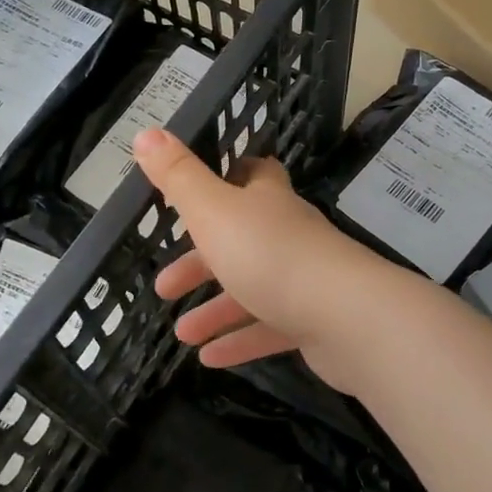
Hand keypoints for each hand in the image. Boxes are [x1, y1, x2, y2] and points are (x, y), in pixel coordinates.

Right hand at [132, 127, 394, 384]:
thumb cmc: (270, 254)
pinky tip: (210, 358)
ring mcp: (306, 279)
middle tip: (164, 286)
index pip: (255, 176)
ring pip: (254, 289)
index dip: (230, 177)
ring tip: (182, 333)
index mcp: (268, 202)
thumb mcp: (213, 210)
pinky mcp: (315, 322)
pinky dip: (240, 341)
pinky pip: (270, 329)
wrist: (344, 316)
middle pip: (242, 241)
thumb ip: (179, 176)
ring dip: (216, 310)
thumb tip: (146, 133)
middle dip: (201, 262)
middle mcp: (289, 235)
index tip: (199, 192)